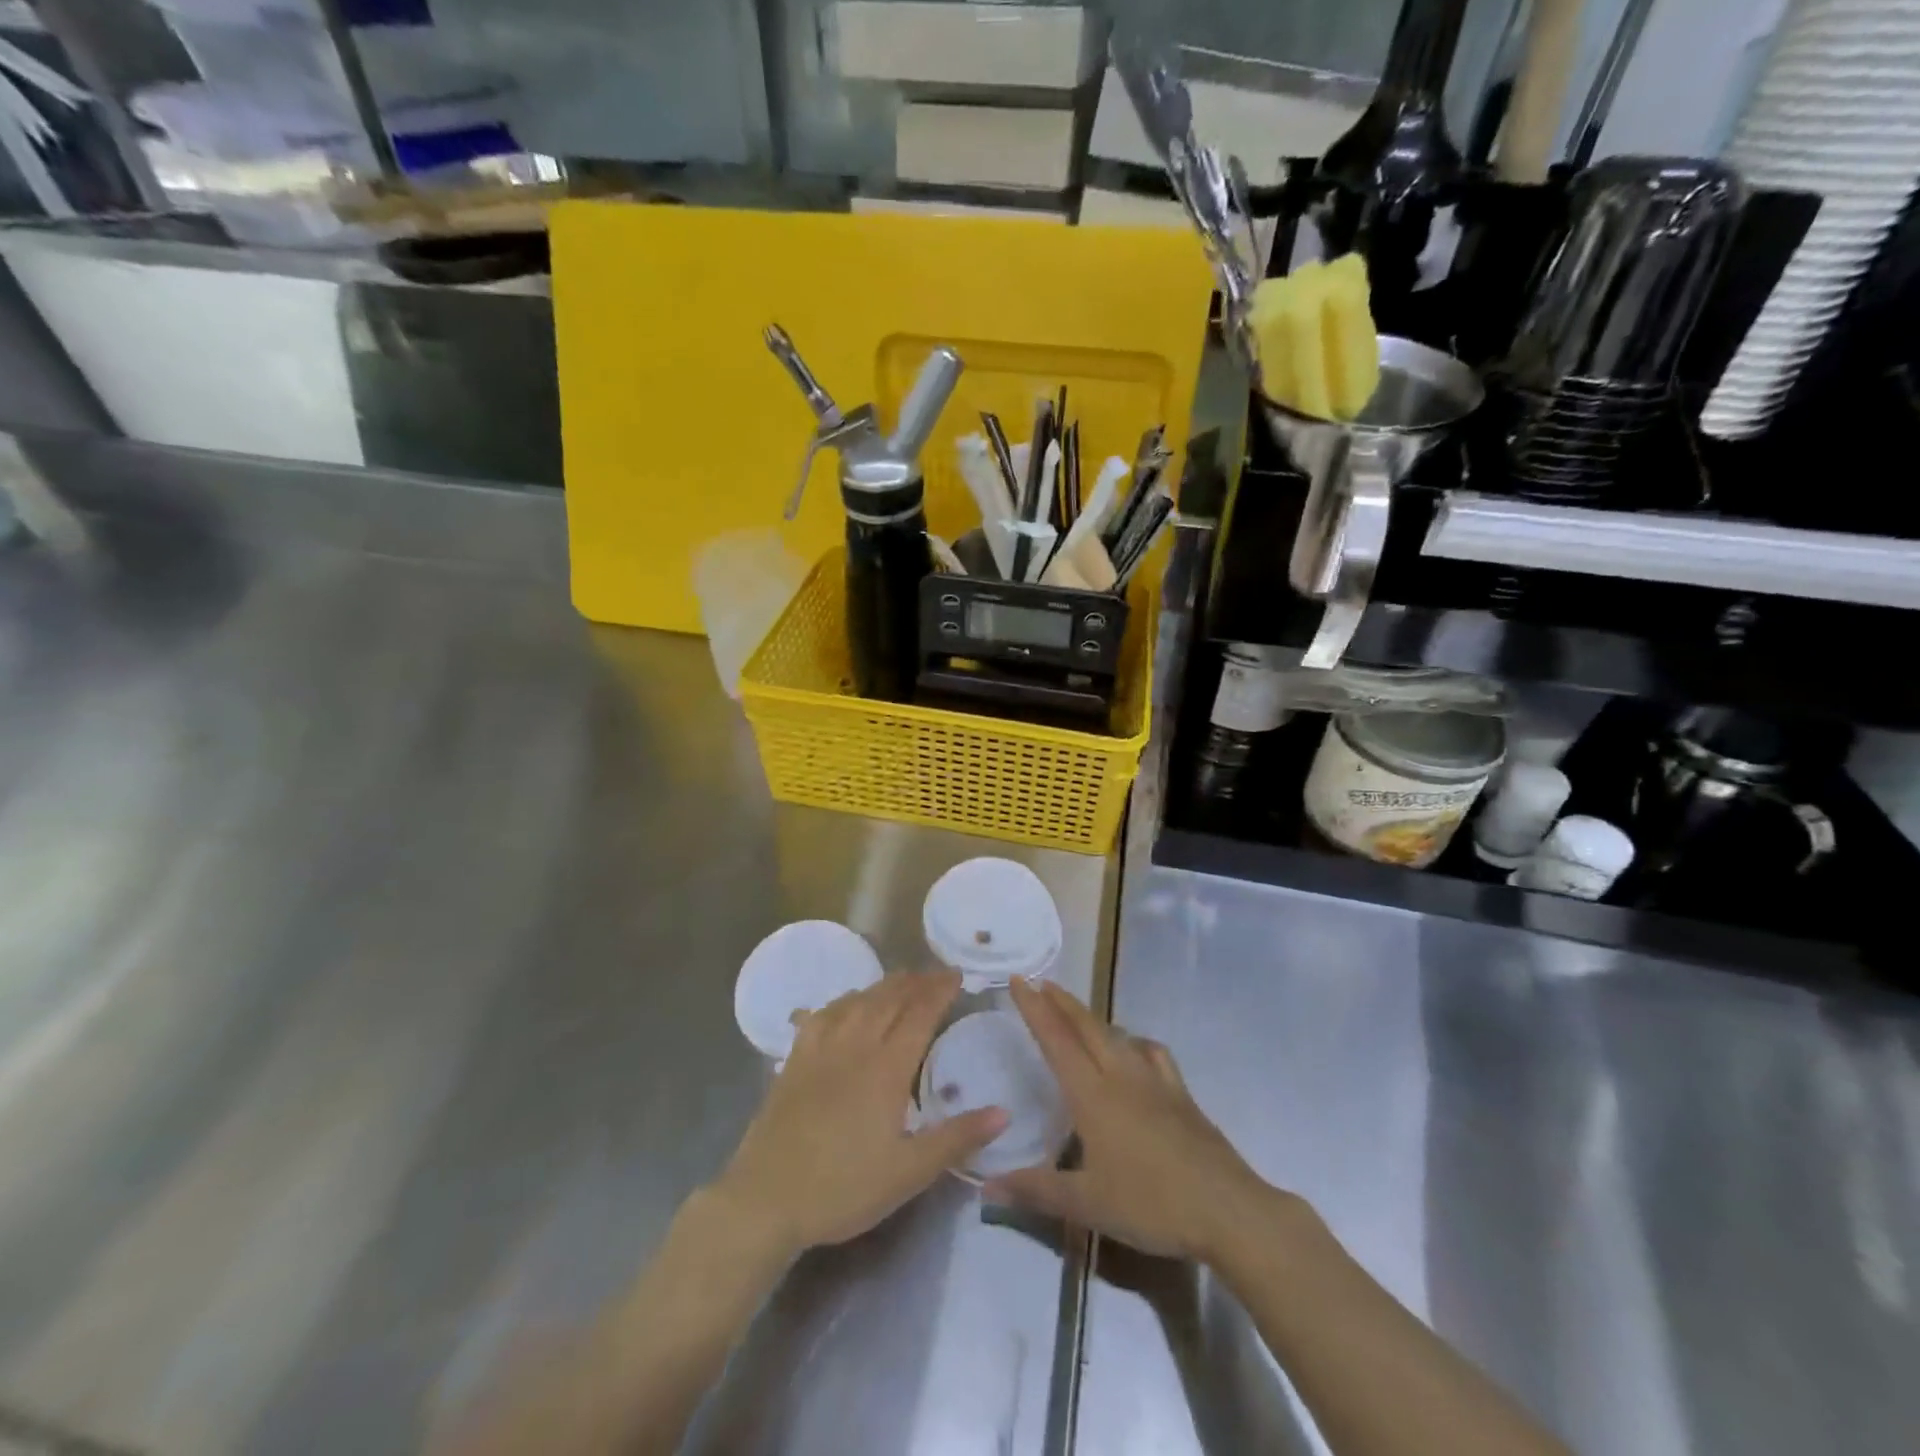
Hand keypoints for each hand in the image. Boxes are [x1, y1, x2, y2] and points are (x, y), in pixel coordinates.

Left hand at [710, 970, 1006, 1258]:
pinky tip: (847, 1004)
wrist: (766, 1199)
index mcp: (886, 1068)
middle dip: (916, 982)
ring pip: (857, 1001)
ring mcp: (821, 1049)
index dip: (940, 990)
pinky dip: (843, 1001)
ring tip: (901, 981)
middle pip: (890, 999)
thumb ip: (957, 1138)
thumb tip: (1004, 1111)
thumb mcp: (909, 1173)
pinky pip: (823, 1015)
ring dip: (883, 986)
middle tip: (935, 974)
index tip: (957, 975)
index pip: (920, 1014)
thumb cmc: (843, 1188)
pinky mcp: (795, 1060)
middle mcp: (856, 1046)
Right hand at [984, 978, 1277, 1262]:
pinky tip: (1136, 1049)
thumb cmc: (1151, 1204)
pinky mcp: (1181, 1094)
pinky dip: (1135, 1041)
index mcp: (1093, 1094)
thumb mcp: (1086, 1204)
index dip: (1034, 1008)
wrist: (1227, 1209)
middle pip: (1086, 1026)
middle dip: (1061, 1002)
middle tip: (1040, 983)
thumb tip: (987, 1185)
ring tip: (1077, 1014)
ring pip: (1117, 1034)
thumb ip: (1035, 1189)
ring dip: (1092, 1018)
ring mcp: (1155, 1081)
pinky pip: (1152, 1053)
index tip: (1019, 980)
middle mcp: (1121, 1076)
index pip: (1056, 1039)